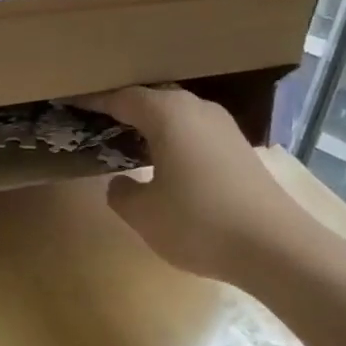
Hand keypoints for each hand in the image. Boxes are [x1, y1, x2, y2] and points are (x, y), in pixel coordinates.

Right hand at [72, 85, 313, 288]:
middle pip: (151, 98)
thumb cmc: (199, 223)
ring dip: (150, 121)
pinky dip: (173, 136)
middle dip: (123, 106)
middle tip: (95, 119)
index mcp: (167, 114)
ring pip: (176, 113)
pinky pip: (194, 129)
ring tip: (126, 137)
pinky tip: (165, 159)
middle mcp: (195, 109)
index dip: (93, 100)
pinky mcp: (238, 147)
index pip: (120, 98)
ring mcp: (222, 126)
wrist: (276, 247)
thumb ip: (121, 193)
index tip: (70, 101)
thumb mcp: (144, 214)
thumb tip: (120, 183)